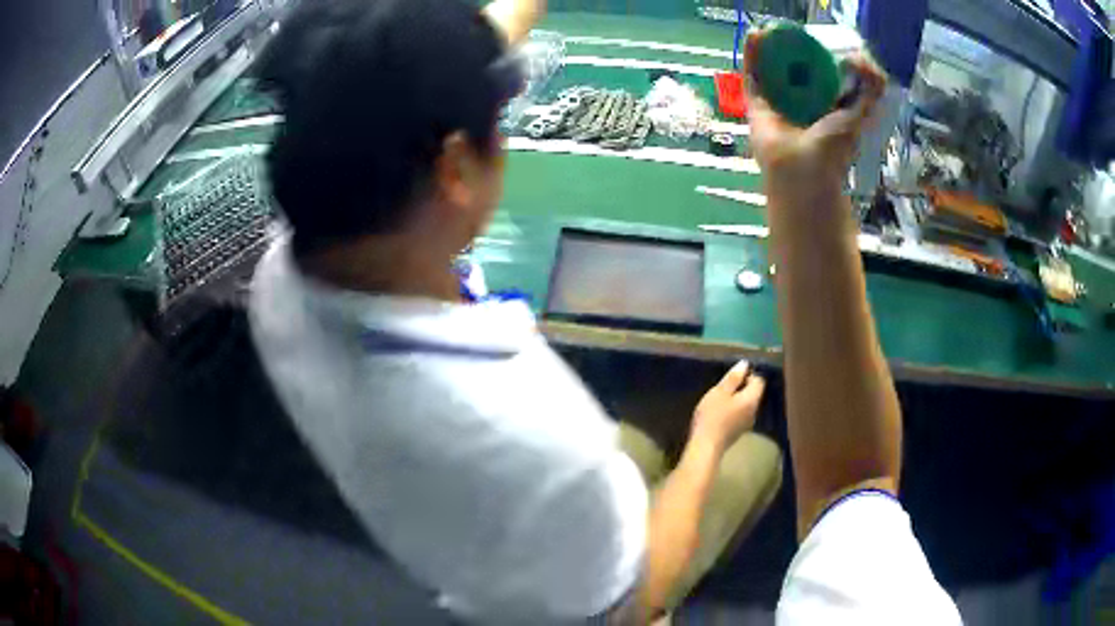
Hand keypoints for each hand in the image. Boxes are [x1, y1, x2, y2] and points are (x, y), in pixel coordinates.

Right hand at [691, 361, 766, 449]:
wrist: (706, 446)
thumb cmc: (712, 416)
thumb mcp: (720, 392)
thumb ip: (733, 378)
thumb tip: (745, 364)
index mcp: (751, 399)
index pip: (759, 381)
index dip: (749, 375)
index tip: (733, 376)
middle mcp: (754, 411)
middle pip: (754, 394)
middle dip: (742, 387)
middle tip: (723, 387)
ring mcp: (747, 424)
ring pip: (747, 405)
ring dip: (737, 400)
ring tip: (720, 399)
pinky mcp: (738, 432)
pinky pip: (741, 415)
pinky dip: (733, 410)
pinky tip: (720, 413)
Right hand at [743, 31, 886, 200]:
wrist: (803, 173)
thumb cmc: (833, 149)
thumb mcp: (861, 113)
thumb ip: (871, 88)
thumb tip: (859, 56)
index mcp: (825, 105)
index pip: (824, 73)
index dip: (824, 55)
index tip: (825, 41)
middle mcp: (800, 102)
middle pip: (795, 67)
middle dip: (794, 48)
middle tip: (795, 33)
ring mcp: (777, 103)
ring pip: (771, 67)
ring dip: (770, 47)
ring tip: (773, 29)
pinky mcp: (756, 105)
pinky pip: (752, 74)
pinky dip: (751, 54)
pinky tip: (755, 35)